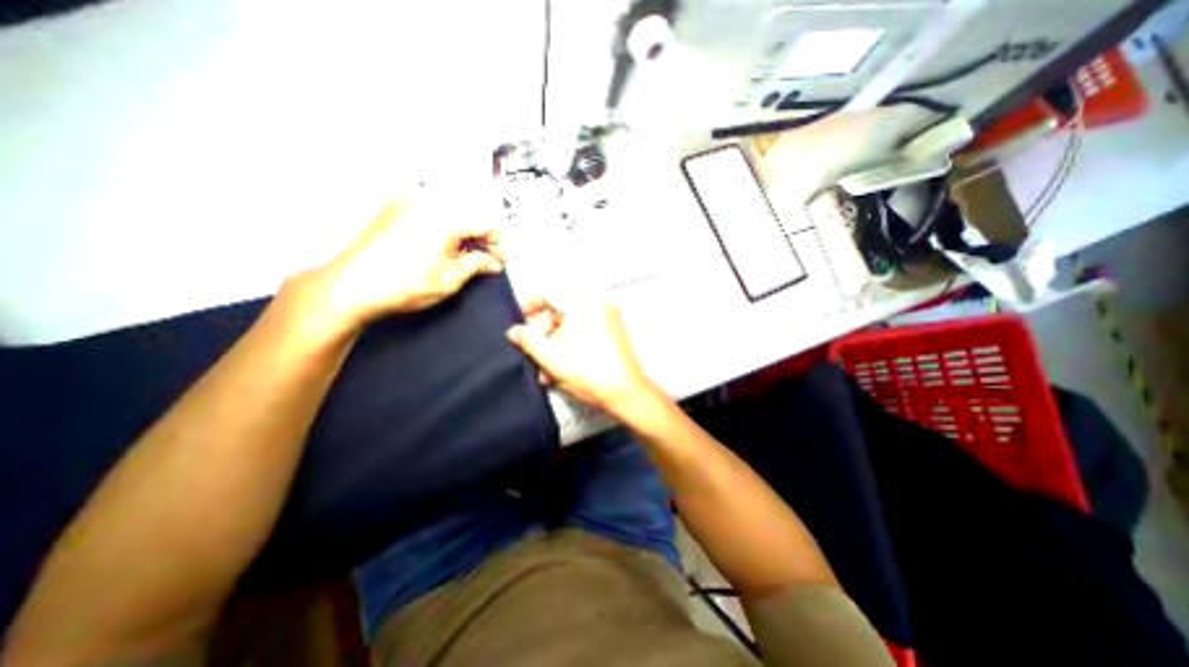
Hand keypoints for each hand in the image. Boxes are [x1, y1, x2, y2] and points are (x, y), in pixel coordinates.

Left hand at [299, 194, 501, 332]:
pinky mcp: (393, 210)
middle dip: (482, 240)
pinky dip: (443, 230)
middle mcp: (428, 203)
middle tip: (485, 262)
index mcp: (446, 218)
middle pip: (470, 216)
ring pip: (451, 215)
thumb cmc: (404, 284)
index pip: (488, 224)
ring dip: (463, 235)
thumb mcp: (450, 279)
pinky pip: (430, 215)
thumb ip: (478, 265)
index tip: (499, 262)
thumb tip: (493, 263)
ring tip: (463, 258)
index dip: (499, 245)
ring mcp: (408, 204)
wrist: (352, 286)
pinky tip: (441, 250)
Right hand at [505, 298, 665, 416]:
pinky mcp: (613, 332)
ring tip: (546, 372)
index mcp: (582, 303)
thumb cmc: (587, 372)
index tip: (519, 324)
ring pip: (571, 325)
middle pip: (559, 311)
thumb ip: (528, 340)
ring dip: (555, 346)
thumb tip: (513, 331)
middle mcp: (597, 304)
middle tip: (534, 355)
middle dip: (543, 335)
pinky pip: (585, 331)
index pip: (548, 294)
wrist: (627, 393)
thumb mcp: (551, 357)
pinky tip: (562, 369)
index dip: (529, 307)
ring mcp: (608, 318)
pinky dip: (571, 346)